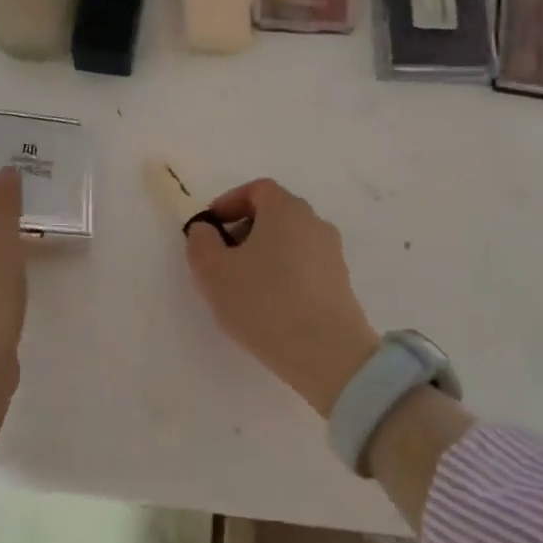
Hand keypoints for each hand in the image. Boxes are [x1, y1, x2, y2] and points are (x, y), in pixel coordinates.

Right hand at [184, 179, 379, 417]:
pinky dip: (284, 274)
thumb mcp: (214, 272)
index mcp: (286, 210)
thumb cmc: (264, 302)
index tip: (210, 228)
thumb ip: (201, 243)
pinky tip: (270, 305)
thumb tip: (206, 230)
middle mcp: (314, 223)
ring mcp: (332, 254)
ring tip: (244, 286)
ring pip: (290, 242)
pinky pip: (304, 266)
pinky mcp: (341, 283)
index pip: (258, 189)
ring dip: (264, 254)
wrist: (326, 352)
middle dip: (245, 230)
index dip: (229, 202)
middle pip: (275, 214)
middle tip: (222, 258)